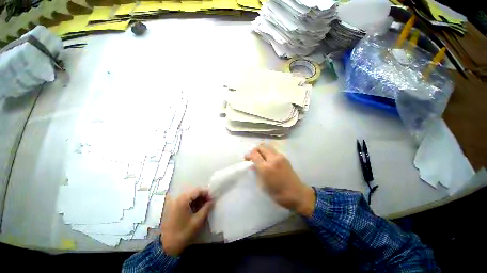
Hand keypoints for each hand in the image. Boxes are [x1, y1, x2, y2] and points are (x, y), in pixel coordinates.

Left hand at [160, 188, 212, 255]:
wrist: (167, 246)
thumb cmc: (184, 233)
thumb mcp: (198, 221)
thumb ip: (206, 208)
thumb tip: (212, 200)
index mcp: (183, 200)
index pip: (197, 191)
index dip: (206, 193)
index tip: (212, 199)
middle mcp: (177, 198)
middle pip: (192, 192)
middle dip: (201, 196)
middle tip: (209, 202)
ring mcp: (172, 203)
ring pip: (188, 196)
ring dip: (196, 199)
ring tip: (203, 206)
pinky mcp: (171, 208)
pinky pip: (183, 201)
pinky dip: (190, 203)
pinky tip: (195, 208)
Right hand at [245, 145, 315, 216]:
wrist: (297, 194)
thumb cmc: (278, 193)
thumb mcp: (263, 185)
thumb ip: (257, 172)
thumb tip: (252, 165)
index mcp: (266, 168)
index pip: (254, 154)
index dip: (248, 155)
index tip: (246, 158)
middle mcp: (273, 159)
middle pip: (261, 147)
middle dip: (254, 150)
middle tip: (252, 156)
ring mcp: (280, 157)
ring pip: (267, 147)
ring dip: (261, 150)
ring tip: (259, 156)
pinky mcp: (284, 157)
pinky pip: (273, 150)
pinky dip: (267, 152)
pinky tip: (267, 158)